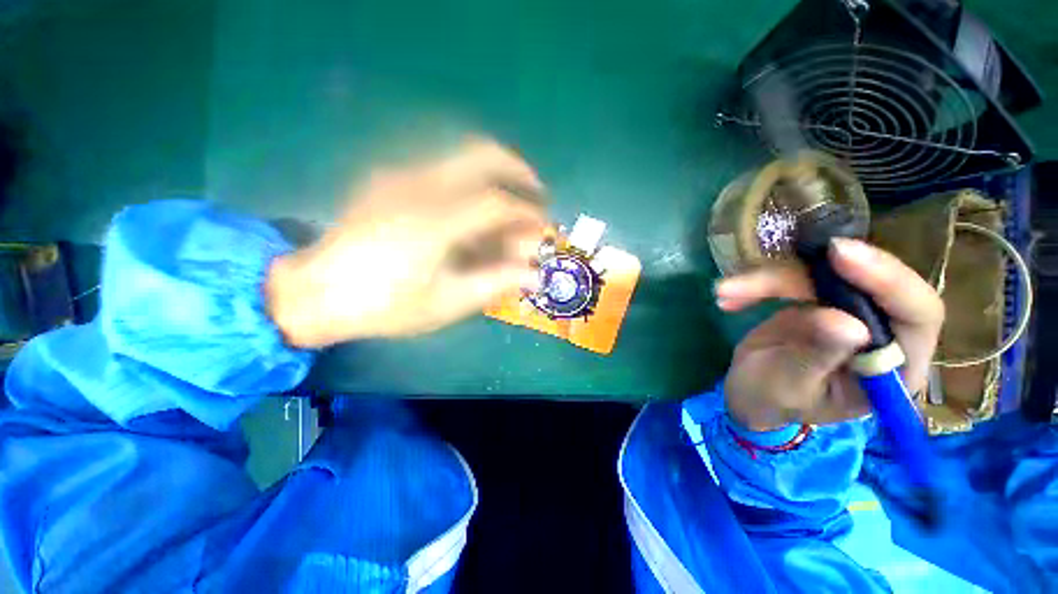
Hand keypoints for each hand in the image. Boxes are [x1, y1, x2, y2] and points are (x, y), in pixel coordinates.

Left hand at [266, 140, 547, 347]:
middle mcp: (419, 185)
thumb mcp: (446, 303)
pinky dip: (471, 182)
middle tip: (536, 192)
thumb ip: (494, 283)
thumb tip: (534, 274)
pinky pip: (442, 169)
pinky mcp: (388, 179)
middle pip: (482, 154)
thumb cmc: (385, 305)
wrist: (315, 293)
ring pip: (462, 157)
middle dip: (518, 169)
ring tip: (509, 204)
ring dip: (496, 175)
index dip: (527, 213)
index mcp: (435, 221)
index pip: (497, 203)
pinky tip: (472, 211)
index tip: (542, 227)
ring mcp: (400, 176)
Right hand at [714, 239, 943, 430]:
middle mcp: (881, 332)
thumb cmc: (772, 402)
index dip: (888, 280)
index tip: (842, 255)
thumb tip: (848, 323)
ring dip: (768, 280)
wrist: (748, 394)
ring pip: (821, 275)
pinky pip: (791, 278)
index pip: (917, 314)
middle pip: (863, 283)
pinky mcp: (817, 300)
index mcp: (895, 369)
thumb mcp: (790, 388)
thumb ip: (817, 358)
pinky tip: (728, 297)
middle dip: (811, 274)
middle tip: (770, 269)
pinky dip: (756, 284)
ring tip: (726, 292)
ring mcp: (848, 311)